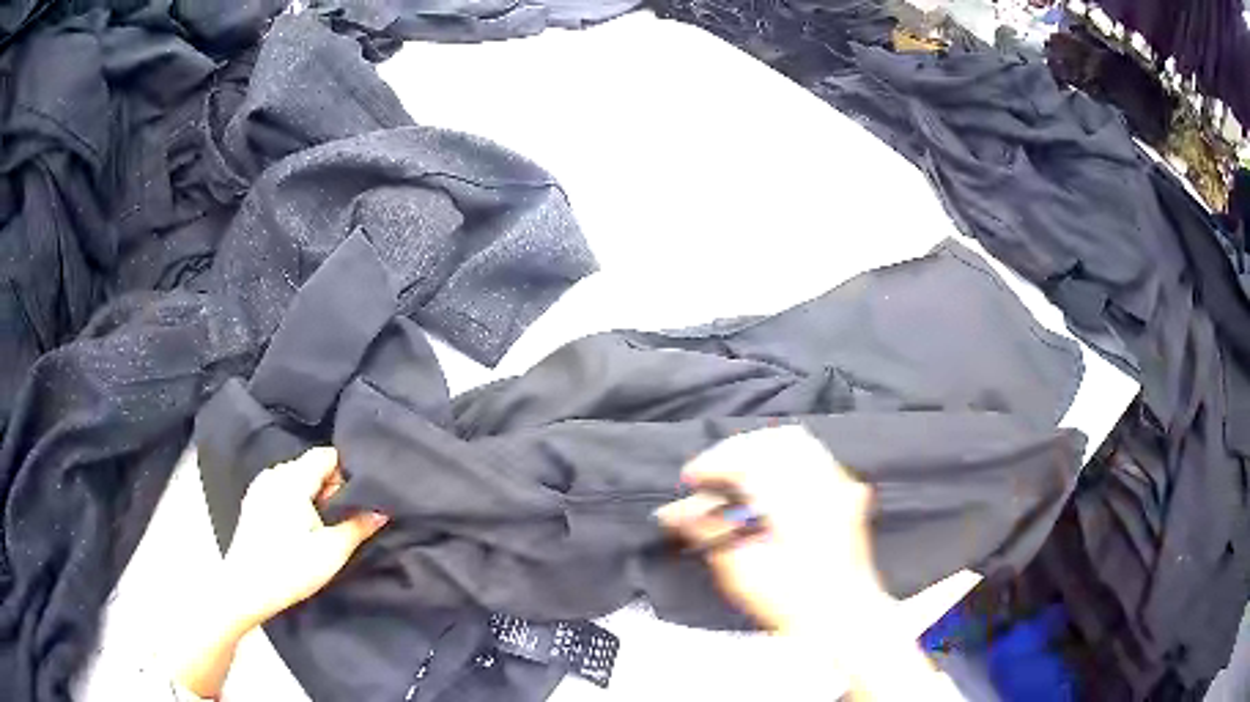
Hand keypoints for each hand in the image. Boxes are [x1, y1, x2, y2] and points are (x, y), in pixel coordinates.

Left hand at [220, 447, 388, 630]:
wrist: (247, 589)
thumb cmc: (290, 569)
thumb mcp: (332, 551)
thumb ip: (358, 526)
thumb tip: (382, 510)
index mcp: (292, 479)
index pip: (326, 455)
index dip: (348, 469)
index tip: (364, 492)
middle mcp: (274, 475)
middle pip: (311, 466)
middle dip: (333, 485)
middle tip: (350, 513)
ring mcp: (260, 488)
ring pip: (297, 478)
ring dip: (315, 494)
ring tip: (328, 523)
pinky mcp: (254, 503)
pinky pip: (282, 489)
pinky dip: (298, 500)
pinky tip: (304, 528)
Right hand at [656, 425, 891, 636]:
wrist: (842, 616)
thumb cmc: (790, 602)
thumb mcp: (741, 573)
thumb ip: (710, 533)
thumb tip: (675, 511)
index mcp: (794, 503)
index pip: (748, 459)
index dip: (713, 462)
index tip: (690, 478)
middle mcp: (820, 484)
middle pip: (773, 441)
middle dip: (734, 450)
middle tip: (710, 474)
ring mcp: (839, 485)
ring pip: (797, 441)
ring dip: (759, 449)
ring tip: (735, 471)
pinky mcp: (845, 492)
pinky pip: (814, 455)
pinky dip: (784, 457)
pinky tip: (769, 479)